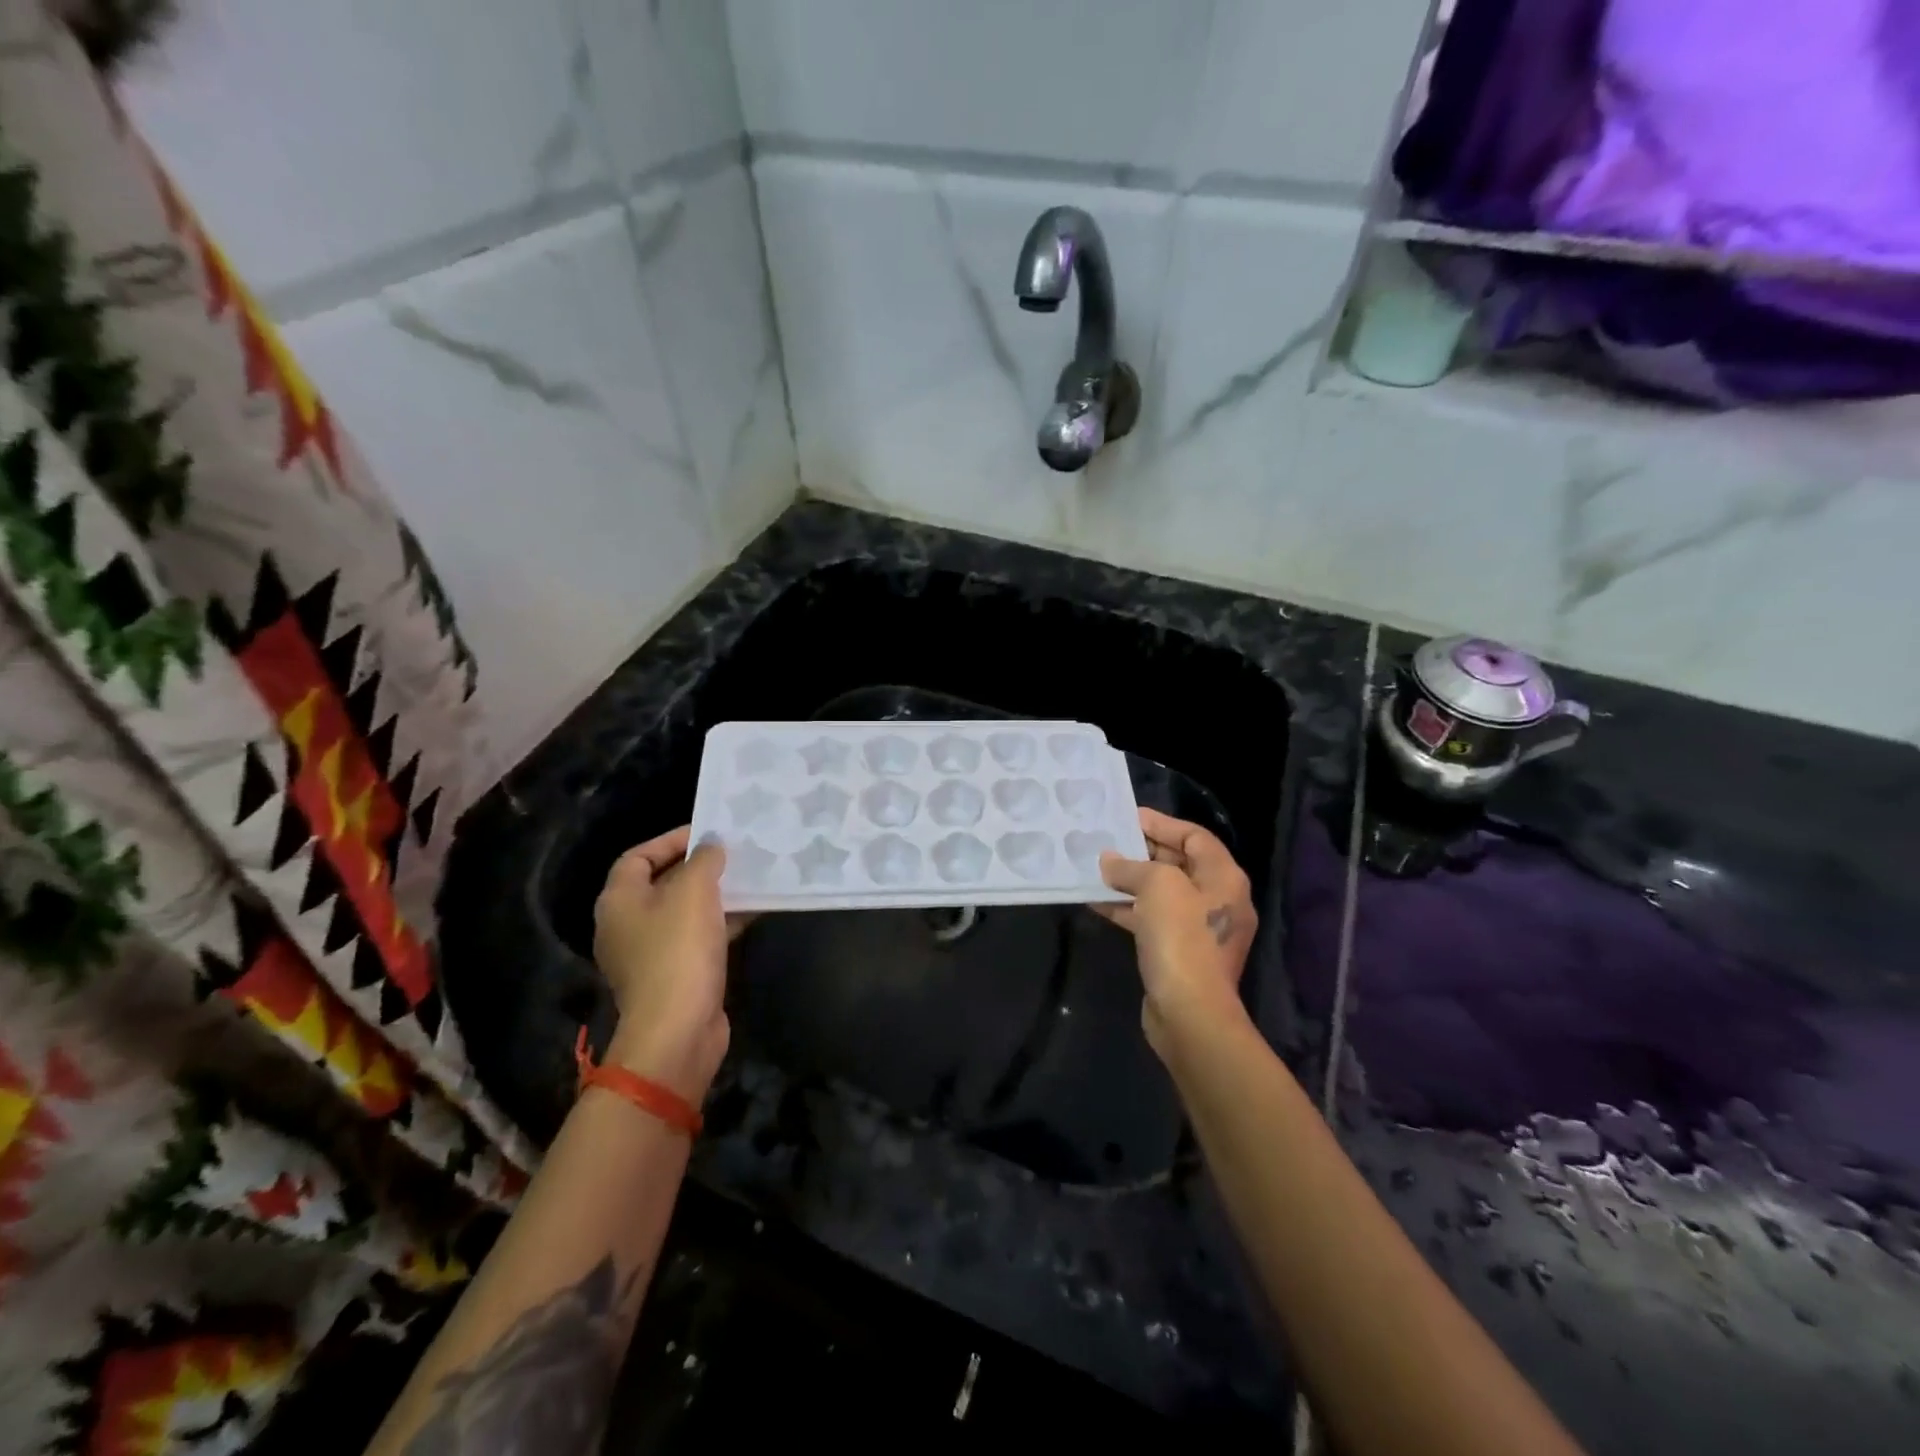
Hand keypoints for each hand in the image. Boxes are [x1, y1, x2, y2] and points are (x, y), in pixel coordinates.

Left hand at [592, 827, 749, 1100]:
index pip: (637, 856)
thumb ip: (704, 860)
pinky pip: (697, 937)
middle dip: (698, 866)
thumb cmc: (678, 951)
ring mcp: (650, 953)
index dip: (670, 839)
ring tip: (748, 877)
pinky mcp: (675, 975)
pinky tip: (752, 911)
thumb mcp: (694, 892)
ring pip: (684, 911)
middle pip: (662, 882)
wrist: (678, 1030)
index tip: (708, 832)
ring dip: (714, 894)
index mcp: (619, 900)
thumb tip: (711, 845)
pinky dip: (720, 922)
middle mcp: (627, 924)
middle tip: (733, 853)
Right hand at [1095, 808, 1257, 1057]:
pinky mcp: (1179, 953)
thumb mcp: (1157, 887)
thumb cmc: (1181, 938)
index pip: (1194, 836)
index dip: (1162, 824)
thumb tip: (1111, 861)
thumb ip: (1132, 866)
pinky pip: (1151, 919)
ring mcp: (1199, 929)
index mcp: (1223, 878)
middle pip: (1179, 863)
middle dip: (1143, 852)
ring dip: (1130, 881)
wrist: (1190, 1014)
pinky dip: (1127, 908)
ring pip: (1161, 893)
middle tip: (1108, 842)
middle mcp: (1217, 900)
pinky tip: (1096, 902)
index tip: (1128, 818)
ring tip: (1096, 869)